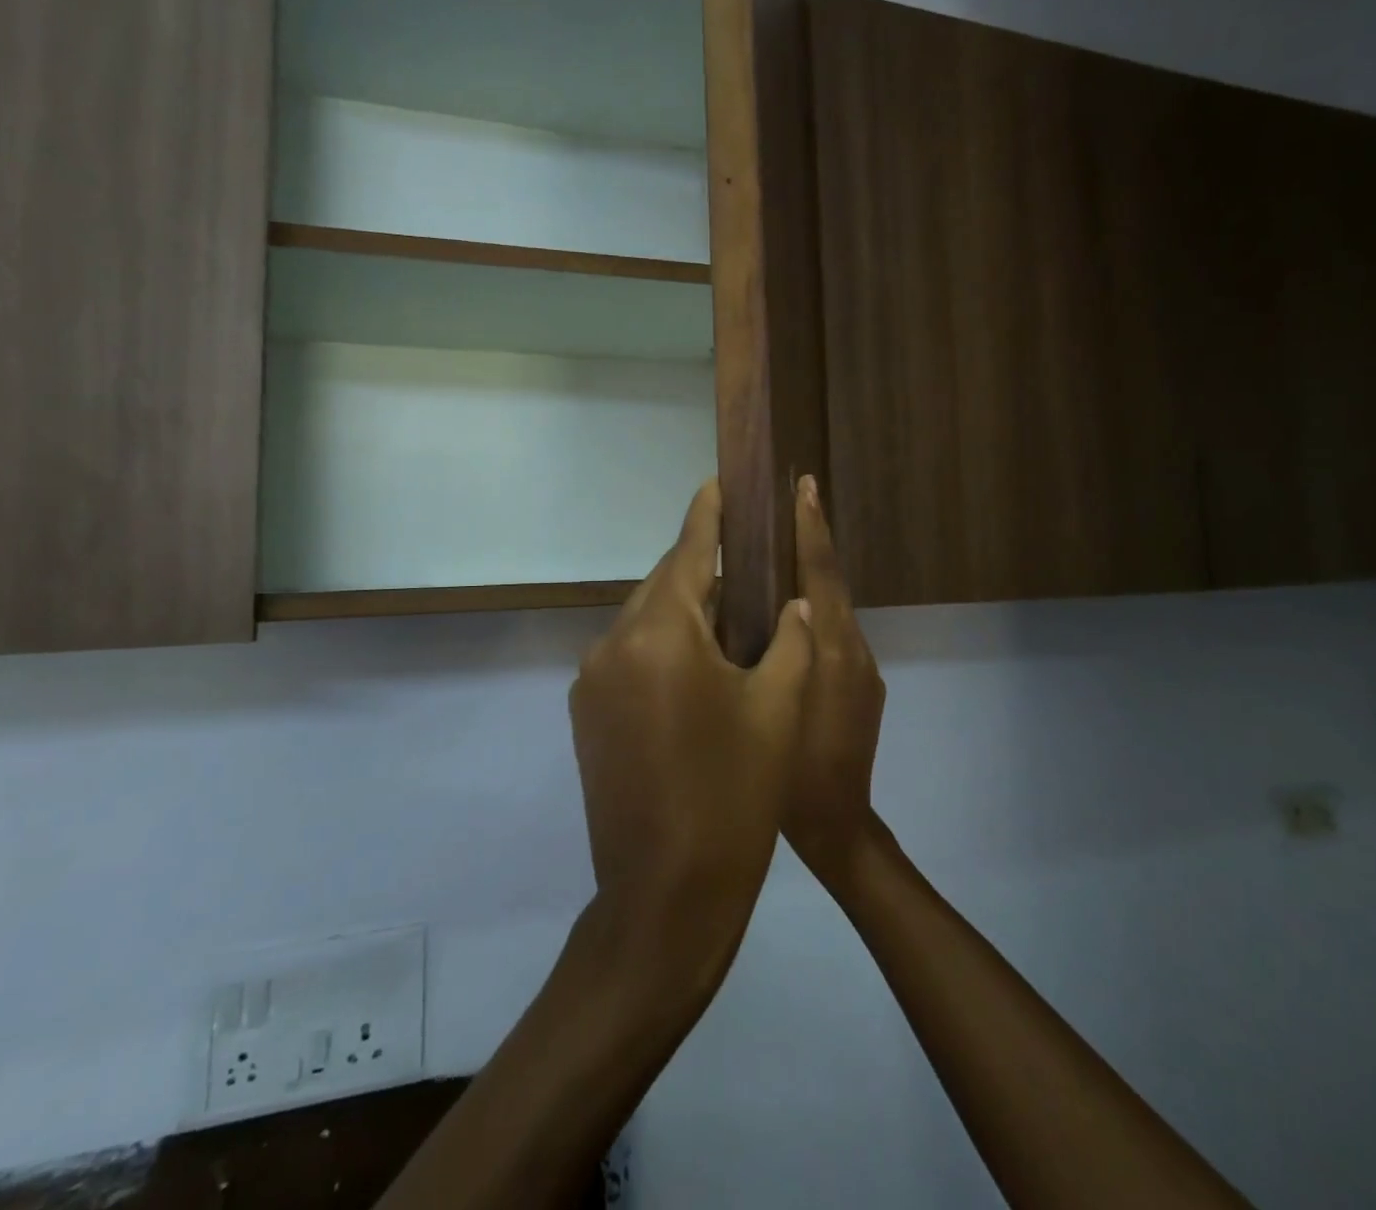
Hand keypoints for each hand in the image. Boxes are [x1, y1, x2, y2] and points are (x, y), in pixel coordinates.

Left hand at [570, 479, 814, 974]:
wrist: (666, 894)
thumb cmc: (736, 795)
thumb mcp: (779, 709)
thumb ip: (789, 640)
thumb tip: (790, 603)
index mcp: (661, 634)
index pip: (687, 551)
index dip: (708, 514)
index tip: (718, 480)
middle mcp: (613, 644)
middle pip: (663, 585)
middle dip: (702, 572)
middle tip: (745, 566)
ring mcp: (591, 681)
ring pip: (644, 622)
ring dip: (683, 614)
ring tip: (730, 621)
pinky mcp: (586, 714)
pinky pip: (629, 657)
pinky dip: (661, 648)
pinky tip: (696, 669)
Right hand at [784, 475, 887, 886]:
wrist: (840, 824)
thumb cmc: (790, 770)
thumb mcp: (770, 703)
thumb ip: (767, 651)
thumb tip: (751, 603)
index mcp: (830, 647)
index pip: (822, 573)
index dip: (812, 529)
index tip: (805, 487)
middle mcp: (853, 647)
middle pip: (832, 583)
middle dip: (814, 541)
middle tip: (791, 502)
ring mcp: (864, 668)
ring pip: (833, 609)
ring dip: (813, 578)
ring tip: (779, 555)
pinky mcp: (866, 686)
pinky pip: (837, 636)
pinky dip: (816, 615)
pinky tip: (789, 621)